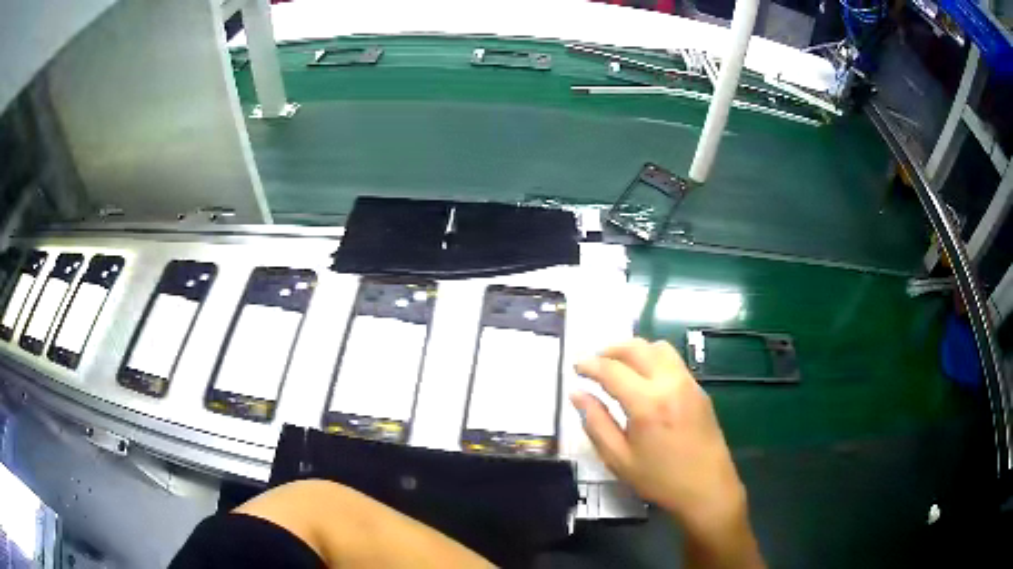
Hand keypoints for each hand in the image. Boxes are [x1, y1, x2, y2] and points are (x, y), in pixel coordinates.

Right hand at [573, 339, 762, 567]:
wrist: (708, 488)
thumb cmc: (660, 479)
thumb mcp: (619, 459)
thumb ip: (596, 423)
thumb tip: (577, 394)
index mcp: (647, 403)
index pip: (612, 370)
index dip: (590, 365)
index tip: (575, 366)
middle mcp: (670, 383)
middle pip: (638, 348)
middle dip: (611, 349)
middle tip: (594, 362)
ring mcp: (688, 383)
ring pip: (659, 348)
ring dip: (635, 350)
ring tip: (619, 367)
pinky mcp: (699, 389)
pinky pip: (673, 361)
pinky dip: (653, 359)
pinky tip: (644, 380)